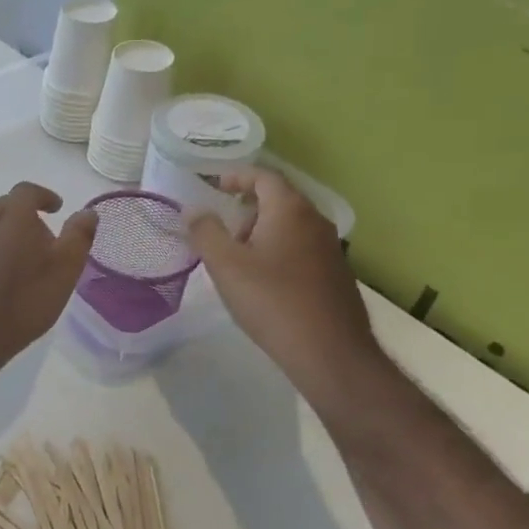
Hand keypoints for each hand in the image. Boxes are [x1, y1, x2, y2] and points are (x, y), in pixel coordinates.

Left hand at [0, 183, 97, 378]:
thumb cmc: (23, 300)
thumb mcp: (64, 269)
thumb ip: (78, 236)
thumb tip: (88, 212)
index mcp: (11, 217)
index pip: (26, 191)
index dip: (43, 196)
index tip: (57, 208)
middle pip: (4, 206)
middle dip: (25, 214)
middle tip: (44, 236)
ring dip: (7, 232)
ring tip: (24, 257)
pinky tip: (2, 276)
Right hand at [187, 164, 386, 405]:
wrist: (329, 351)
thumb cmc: (271, 300)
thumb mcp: (225, 265)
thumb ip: (205, 232)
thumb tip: (194, 210)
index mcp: (290, 210)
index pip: (264, 176)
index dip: (236, 176)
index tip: (213, 186)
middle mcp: (315, 221)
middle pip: (278, 199)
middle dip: (246, 207)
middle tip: (220, 229)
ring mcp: (330, 248)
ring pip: (290, 225)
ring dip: (261, 231)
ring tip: (236, 258)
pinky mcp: (334, 274)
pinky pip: (300, 248)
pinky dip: (277, 250)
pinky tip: (262, 281)